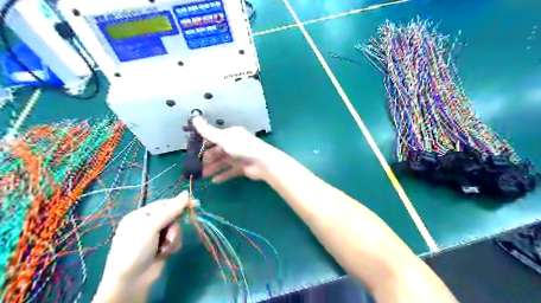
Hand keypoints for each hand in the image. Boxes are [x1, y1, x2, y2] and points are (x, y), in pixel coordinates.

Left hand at [94, 191, 189, 302]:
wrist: (131, 281)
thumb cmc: (136, 249)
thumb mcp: (151, 226)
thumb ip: (170, 210)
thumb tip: (186, 193)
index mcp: (141, 215)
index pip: (164, 204)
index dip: (179, 203)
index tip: (194, 203)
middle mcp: (148, 224)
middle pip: (172, 217)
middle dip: (173, 227)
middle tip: (169, 235)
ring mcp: (156, 236)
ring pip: (176, 229)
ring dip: (173, 238)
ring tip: (164, 248)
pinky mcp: (163, 247)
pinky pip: (175, 240)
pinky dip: (172, 246)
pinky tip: (164, 254)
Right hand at [191, 116, 282, 182]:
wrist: (263, 163)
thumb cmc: (242, 148)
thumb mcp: (223, 138)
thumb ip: (208, 131)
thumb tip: (194, 118)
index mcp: (231, 135)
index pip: (214, 138)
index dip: (203, 144)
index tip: (192, 151)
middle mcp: (235, 144)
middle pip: (218, 151)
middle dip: (207, 159)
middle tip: (196, 166)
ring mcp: (239, 156)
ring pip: (223, 162)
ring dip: (213, 168)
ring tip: (203, 175)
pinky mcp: (243, 168)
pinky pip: (230, 171)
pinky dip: (223, 175)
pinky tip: (214, 181)